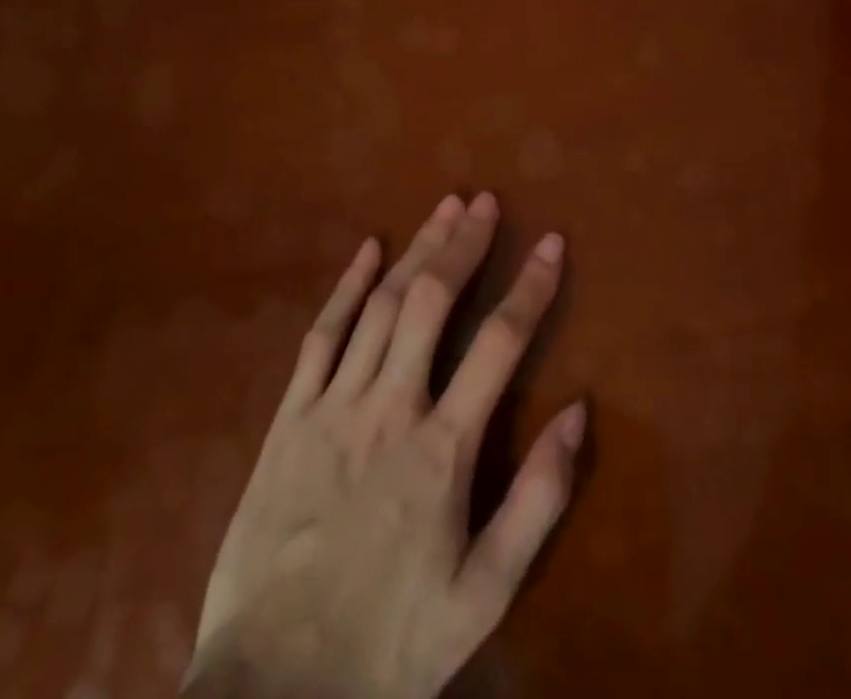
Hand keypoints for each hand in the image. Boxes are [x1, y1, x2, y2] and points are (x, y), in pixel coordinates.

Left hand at [184, 193, 581, 698]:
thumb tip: (578, 411)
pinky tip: (368, 249)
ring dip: (417, 250)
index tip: (551, 243)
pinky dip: (347, 286)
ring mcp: (333, 407)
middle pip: (432, 302)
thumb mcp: (485, 595)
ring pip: (380, 306)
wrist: (272, 694)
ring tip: (444, 207)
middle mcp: (390, 408)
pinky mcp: (288, 419)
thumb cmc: (390, 644)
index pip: (499, 343)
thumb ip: (538, 500)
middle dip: (463, 244)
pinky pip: (320, 336)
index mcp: (443, 449)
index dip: (530, 287)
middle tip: (485, 201)